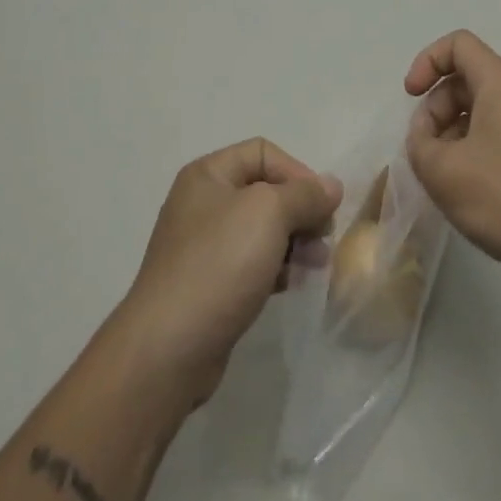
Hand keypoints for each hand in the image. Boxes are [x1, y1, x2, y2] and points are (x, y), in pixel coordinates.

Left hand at [110, 138, 340, 405]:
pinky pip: (252, 263)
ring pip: (262, 230)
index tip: (322, 205)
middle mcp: (203, 203)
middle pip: (265, 191)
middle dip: (300, 211)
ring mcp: (204, 245)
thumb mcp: (269, 213)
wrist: (169, 348)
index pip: (264, 153)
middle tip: (324, 237)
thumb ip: (305, 194)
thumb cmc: (219, 264)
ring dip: (295, 241)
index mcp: (208, 174)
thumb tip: (331, 186)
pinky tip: (292, 284)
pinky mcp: (210, 284)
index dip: (297, 172)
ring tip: (317, 264)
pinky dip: (276, 268)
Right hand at [405, 30, 500, 295]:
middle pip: (465, 79)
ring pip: (477, 111)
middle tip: (425, 150)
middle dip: (435, 108)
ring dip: (449, 134)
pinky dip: (469, 152)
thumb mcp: (443, 170)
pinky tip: (464, 191)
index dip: (427, 62)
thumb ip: (419, 143)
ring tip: (441, 176)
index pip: (458, 44)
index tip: (411, 97)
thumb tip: (426, 136)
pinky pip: (493, 137)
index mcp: (500, 85)